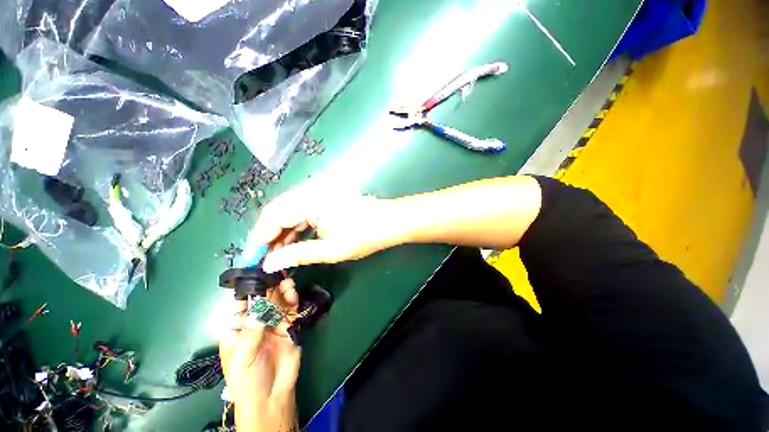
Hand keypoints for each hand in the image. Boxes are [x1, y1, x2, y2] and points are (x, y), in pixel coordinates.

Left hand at [219, 279, 300, 431]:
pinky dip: (292, 299)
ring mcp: (273, 323)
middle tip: (276, 273)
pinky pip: (291, 309)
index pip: (241, 303)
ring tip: (286, 281)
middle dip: (269, 286)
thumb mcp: (242, 356)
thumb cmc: (247, 378)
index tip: (257, 273)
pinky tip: (292, 292)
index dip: (248, 288)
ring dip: (282, 290)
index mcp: (238, 327)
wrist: (271, 395)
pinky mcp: (289, 325)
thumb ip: (252, 330)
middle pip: (262, 299)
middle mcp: (256, 321)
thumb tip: (260, 304)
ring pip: (278, 301)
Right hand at [254, 181, 403, 272]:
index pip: (273, 216)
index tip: (251, 259)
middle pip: (278, 212)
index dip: (259, 238)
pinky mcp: (325, 196)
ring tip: (278, 255)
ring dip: (283, 232)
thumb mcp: (331, 249)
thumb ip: (298, 254)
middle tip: (265, 260)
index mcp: (310, 200)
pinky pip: (302, 210)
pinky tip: (294, 242)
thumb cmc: (365, 236)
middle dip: (270, 236)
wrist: (391, 221)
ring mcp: (319, 191)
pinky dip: (296, 226)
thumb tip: (268, 264)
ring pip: (290, 211)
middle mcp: (311, 190)